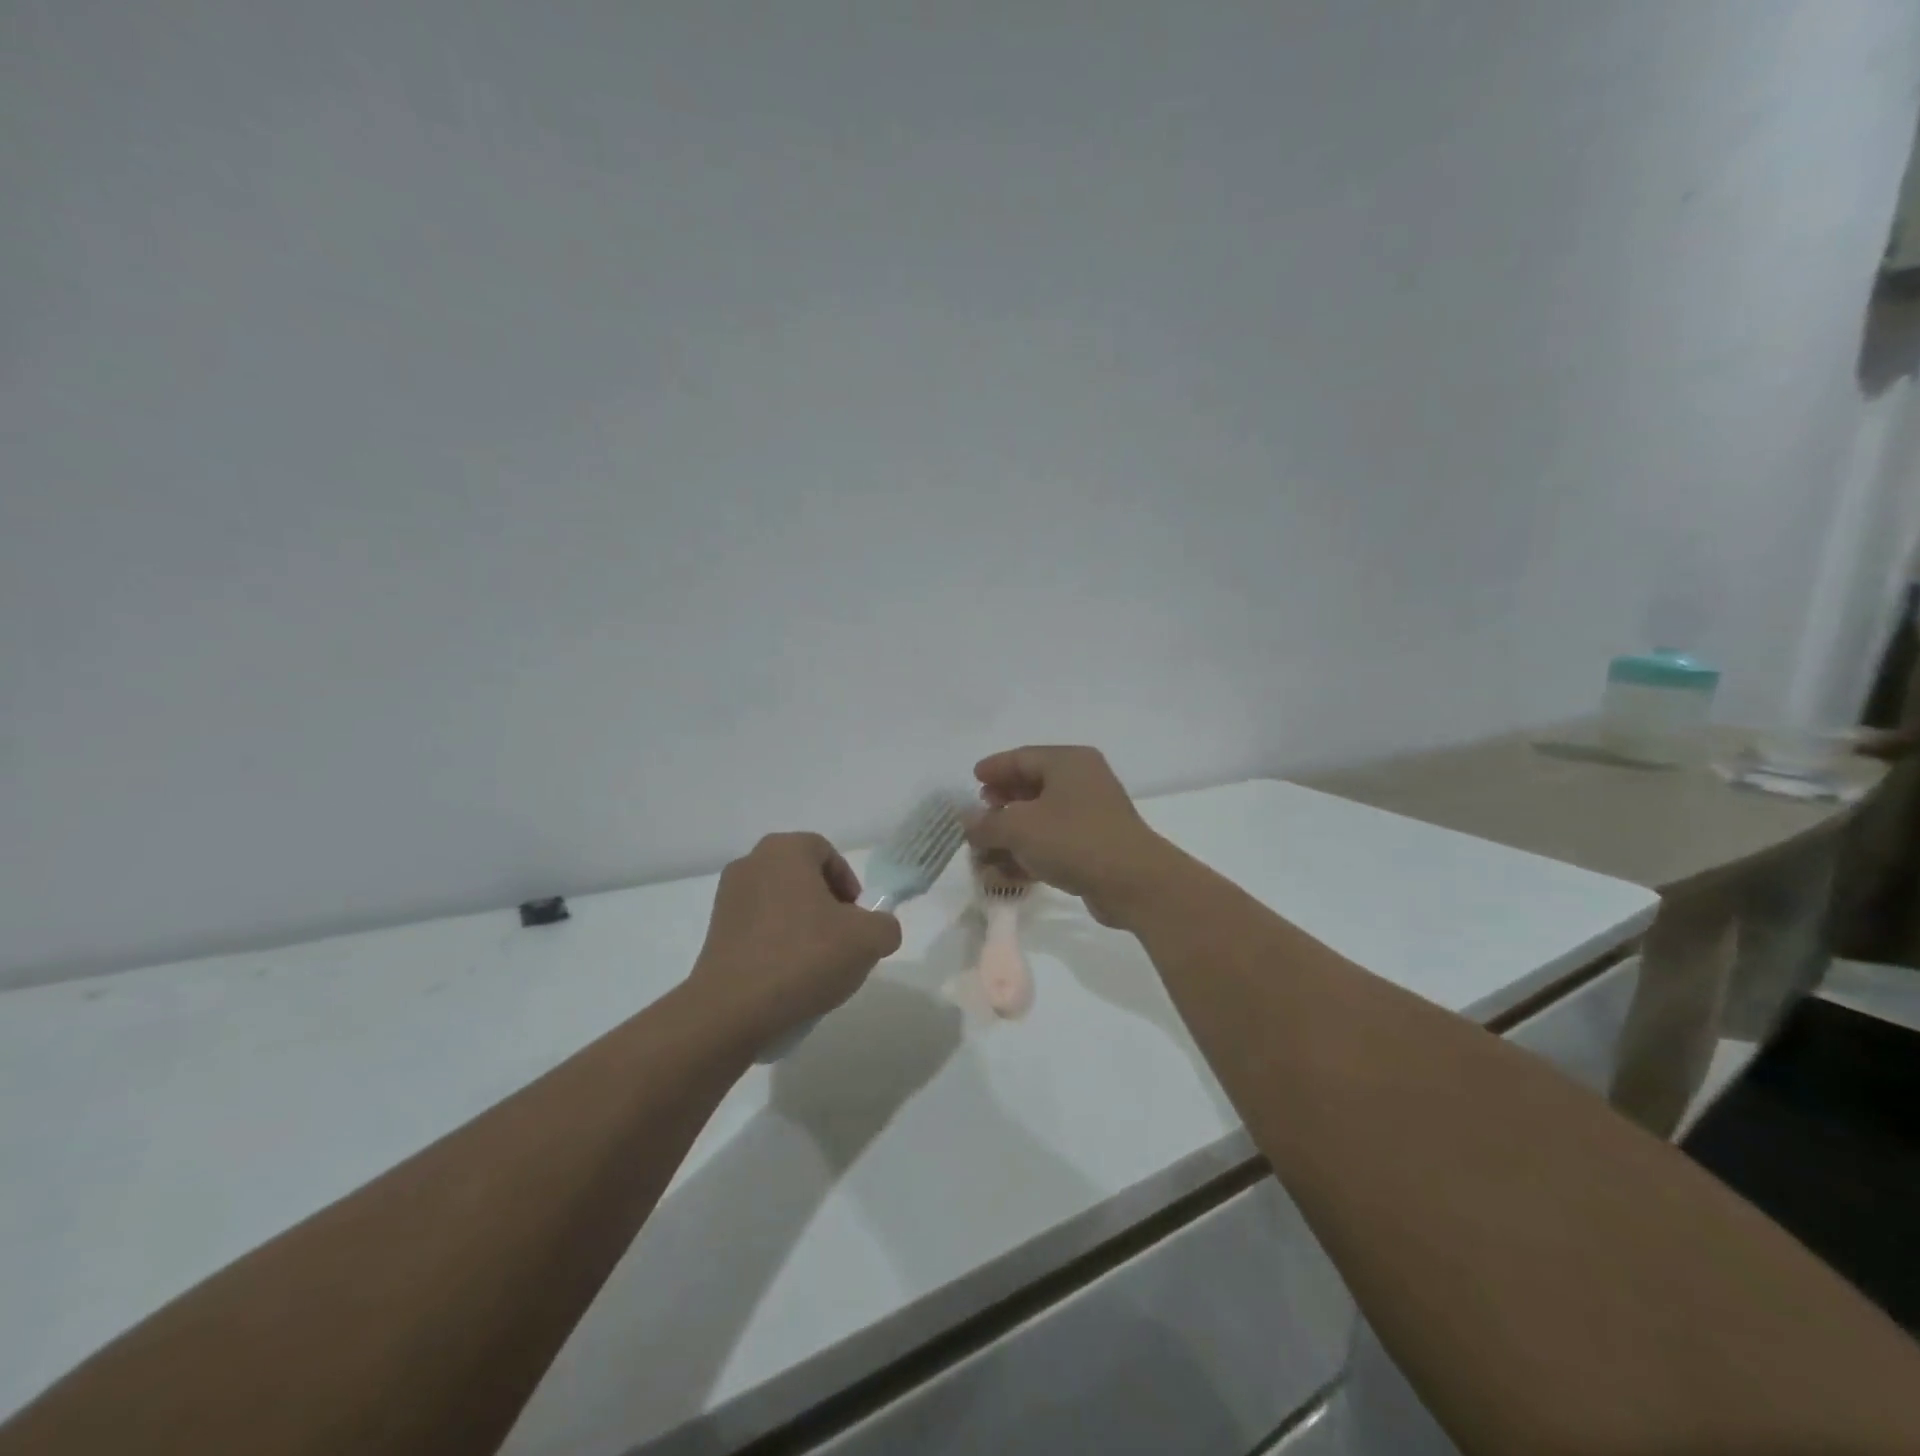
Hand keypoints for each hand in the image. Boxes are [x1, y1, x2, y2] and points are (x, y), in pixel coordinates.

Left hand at [691, 833, 902, 1042]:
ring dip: (802, 926)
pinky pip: (758, 929)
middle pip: (802, 878)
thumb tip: (877, 930)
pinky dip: (776, 945)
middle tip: (842, 940)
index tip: (858, 919)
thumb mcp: (869, 940)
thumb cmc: (804, 957)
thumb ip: (885, 925)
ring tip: (816, 965)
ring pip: (780, 904)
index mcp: (785, 850)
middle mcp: (751, 863)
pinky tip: (788, 977)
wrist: (733, 1009)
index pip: (827, 853)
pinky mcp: (714, 933)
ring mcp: (727, 898)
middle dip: (827, 906)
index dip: (849, 884)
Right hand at [966, 746, 1177, 926]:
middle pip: (1031, 787)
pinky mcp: (1095, 845)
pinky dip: (1030, 853)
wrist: (1133, 882)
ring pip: (1041, 818)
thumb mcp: (1019, 828)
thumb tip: (966, 819)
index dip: (994, 769)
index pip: (1022, 757)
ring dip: (1011, 836)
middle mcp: (1082, 781)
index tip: (973, 780)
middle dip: (1001, 805)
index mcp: (1068, 762)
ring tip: (984, 854)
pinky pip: (1054, 842)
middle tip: (980, 817)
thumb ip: (986, 823)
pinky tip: (1007, 873)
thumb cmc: (1073, 840)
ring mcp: (1091, 814)